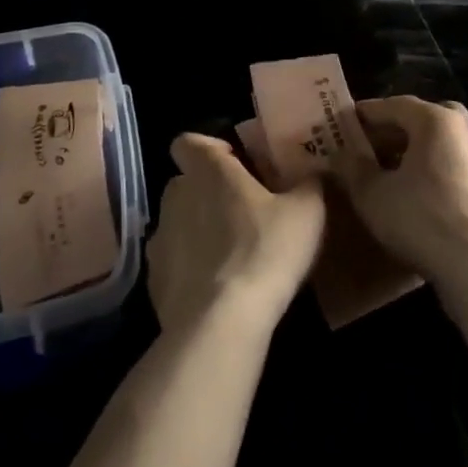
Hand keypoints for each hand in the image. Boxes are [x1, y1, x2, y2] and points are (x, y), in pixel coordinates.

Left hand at [147, 133, 325, 338]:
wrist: (221, 325)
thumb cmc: (265, 250)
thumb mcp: (307, 211)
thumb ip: (309, 183)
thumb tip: (314, 172)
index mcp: (208, 171)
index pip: (188, 142)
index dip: (209, 149)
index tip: (236, 164)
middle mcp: (176, 197)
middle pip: (185, 182)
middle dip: (209, 192)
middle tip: (244, 210)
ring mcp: (159, 240)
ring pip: (178, 223)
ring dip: (198, 231)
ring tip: (232, 255)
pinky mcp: (154, 282)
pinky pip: (173, 264)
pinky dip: (190, 270)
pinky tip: (217, 290)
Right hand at [333, 96, 467, 291]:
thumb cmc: (421, 219)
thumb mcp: (373, 194)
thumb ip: (352, 168)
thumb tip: (338, 154)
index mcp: (435, 120)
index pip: (393, 105)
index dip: (366, 114)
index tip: (343, 123)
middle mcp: (463, 128)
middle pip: (422, 118)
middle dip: (394, 129)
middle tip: (369, 145)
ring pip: (441, 141)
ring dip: (414, 149)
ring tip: (389, 170)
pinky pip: (454, 163)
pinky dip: (433, 167)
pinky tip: (417, 192)